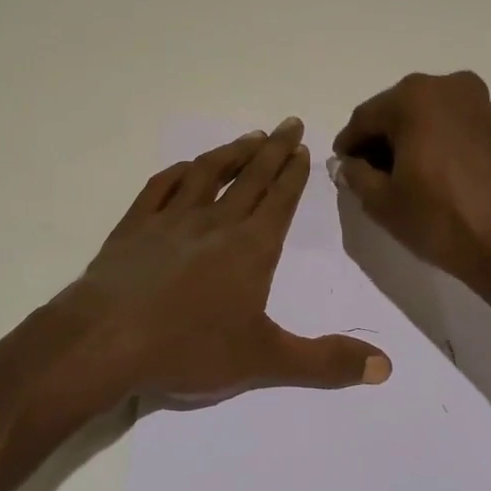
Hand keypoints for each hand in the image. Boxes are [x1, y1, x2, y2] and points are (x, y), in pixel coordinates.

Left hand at [65, 118, 391, 404]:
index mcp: (250, 248)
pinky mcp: (134, 226)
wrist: (105, 340)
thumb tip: (386, 367)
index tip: (303, 146)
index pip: (280, 199)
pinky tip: (184, 168)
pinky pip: (160, 187)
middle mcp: (215, 222)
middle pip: (250, 176)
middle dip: (273, 149)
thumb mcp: (264, 361)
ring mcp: (170, 220)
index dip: (294, 172)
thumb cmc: (189, 348)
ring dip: (231, 152)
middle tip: (288, 123)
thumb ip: (325, 362)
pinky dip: (177, 173)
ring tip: (249, 136)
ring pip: (207, 173)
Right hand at [332, 71, 490, 302]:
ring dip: (407, 141)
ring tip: (400, 180)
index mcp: (413, 97)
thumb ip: (356, 176)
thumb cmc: (442, 218)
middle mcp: (446, 87)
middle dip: (379, 141)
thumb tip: (349, 164)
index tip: (342, 169)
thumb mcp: (383, 202)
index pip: (364, 118)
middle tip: (368, 175)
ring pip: (425, 117)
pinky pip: (451, 126)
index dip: (349, 145)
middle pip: (396, 111)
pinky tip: (429, 175)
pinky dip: (434, 143)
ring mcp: (478, 103)